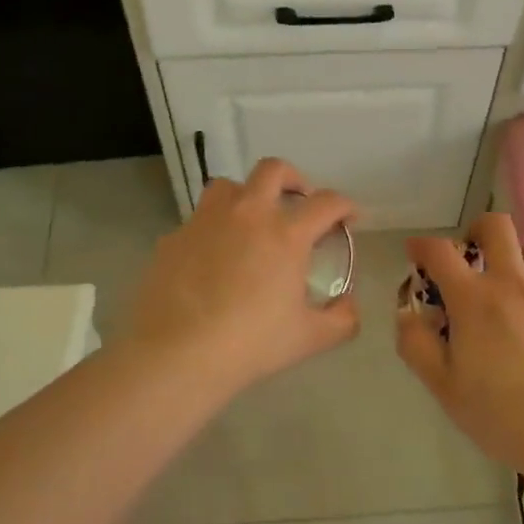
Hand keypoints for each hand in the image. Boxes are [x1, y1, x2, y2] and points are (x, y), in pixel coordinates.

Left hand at [123, 158, 360, 390]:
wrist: (178, 353)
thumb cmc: (250, 343)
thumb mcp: (309, 338)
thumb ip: (341, 319)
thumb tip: (348, 304)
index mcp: (286, 234)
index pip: (326, 203)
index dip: (345, 206)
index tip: (349, 218)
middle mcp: (248, 214)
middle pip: (274, 170)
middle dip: (294, 179)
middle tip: (299, 203)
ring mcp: (206, 221)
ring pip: (229, 186)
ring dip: (247, 196)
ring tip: (251, 222)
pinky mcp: (175, 237)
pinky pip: (199, 221)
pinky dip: (214, 230)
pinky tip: (213, 260)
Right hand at [397, 213, 523, 477]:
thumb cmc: (502, 414)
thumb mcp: (444, 387)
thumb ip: (417, 345)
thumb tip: (408, 314)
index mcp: (474, 299)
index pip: (440, 251)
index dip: (422, 245)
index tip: (416, 252)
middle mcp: (512, 282)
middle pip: (497, 226)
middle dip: (477, 230)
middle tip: (471, 254)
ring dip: (523, 251)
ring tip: (515, 278)